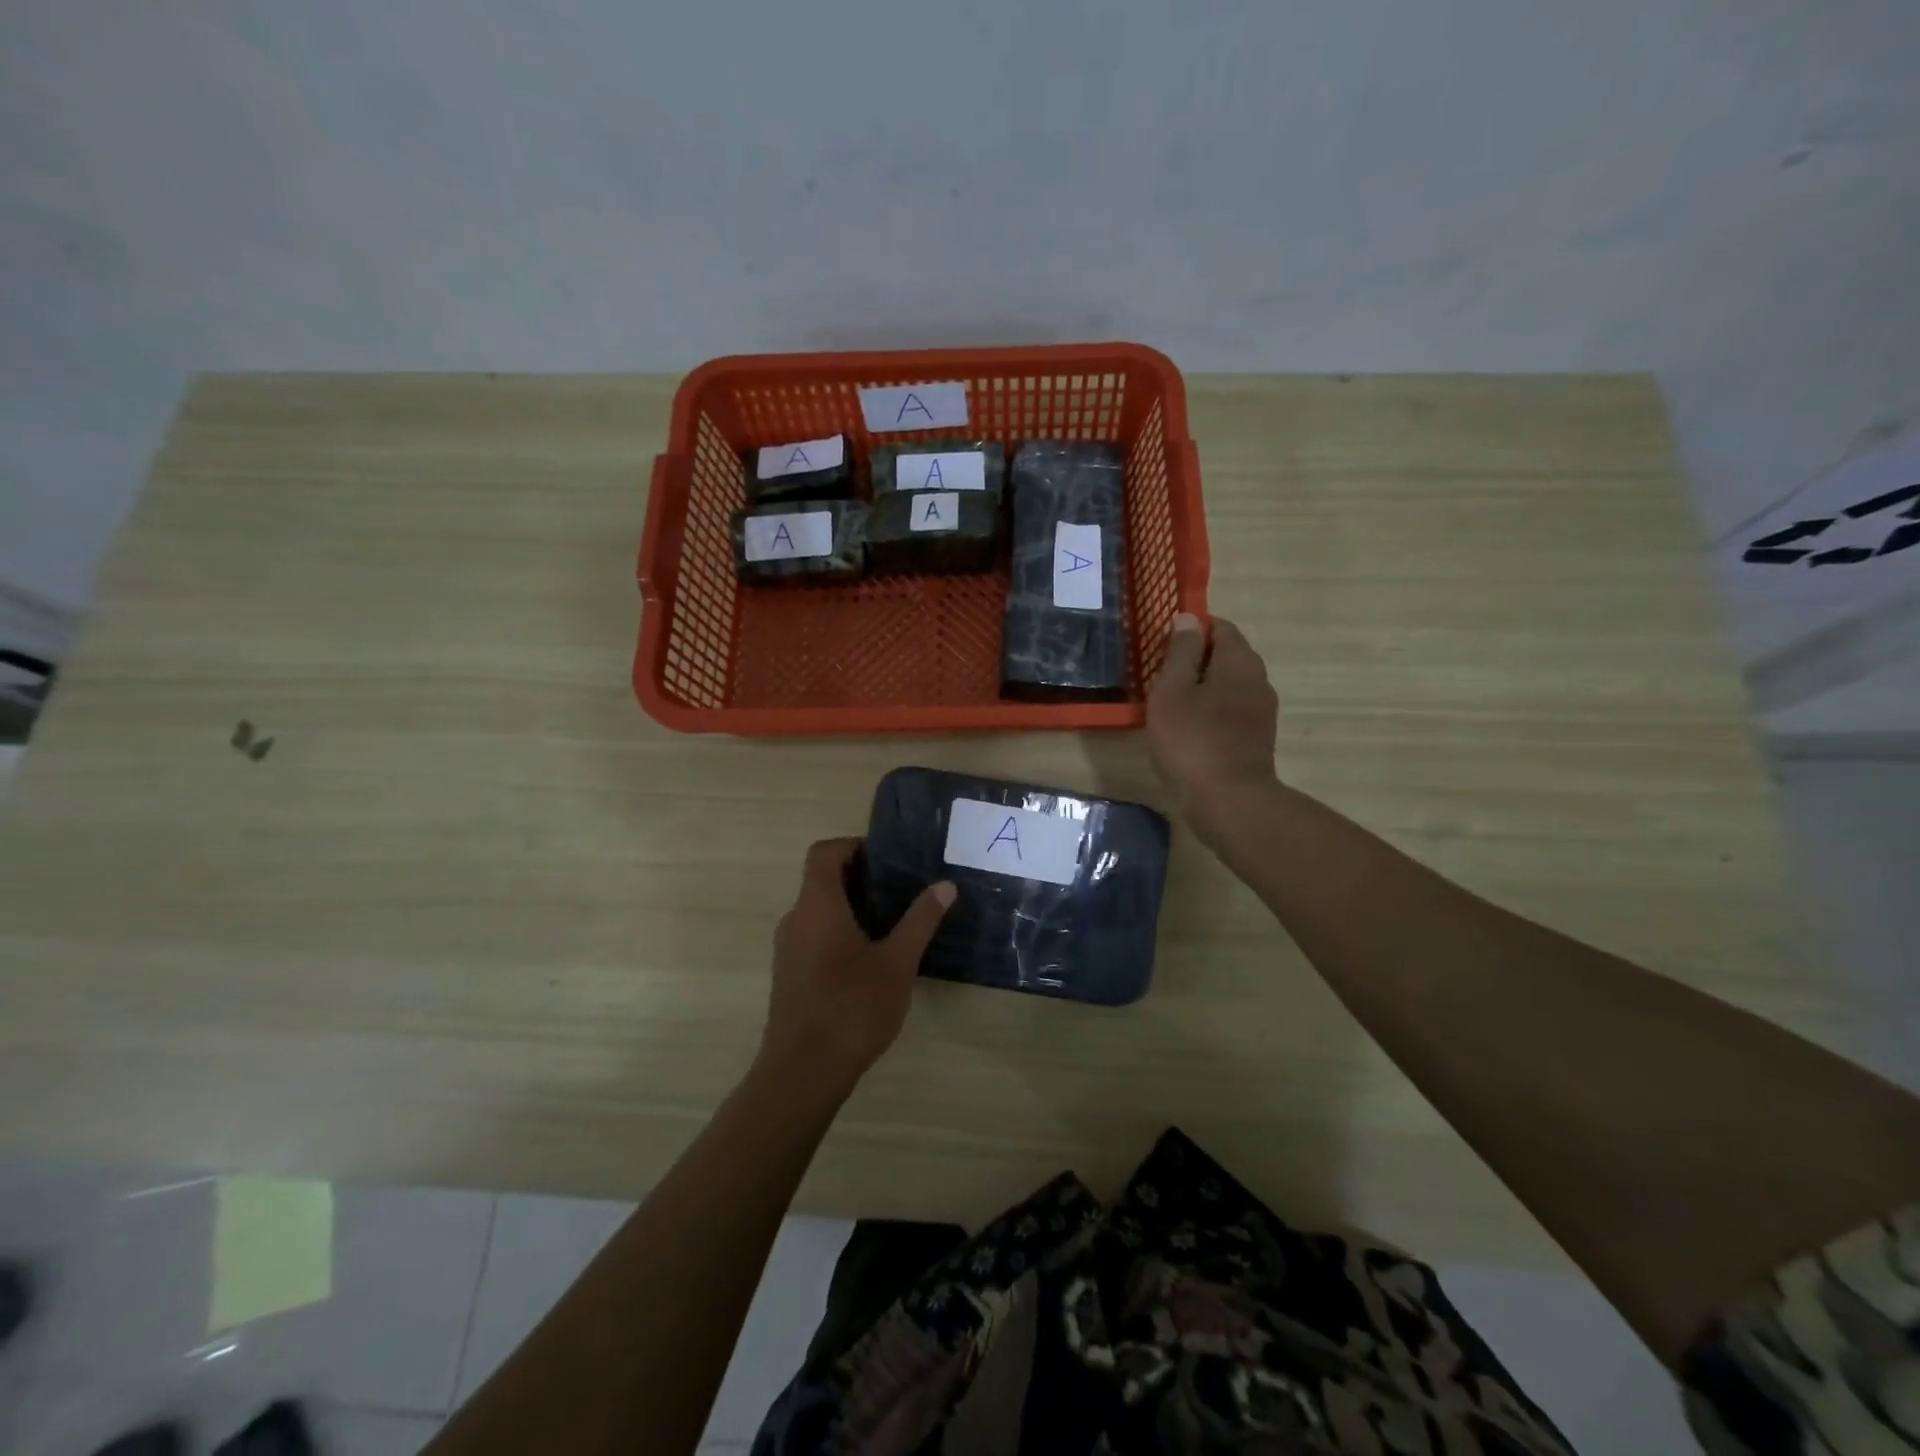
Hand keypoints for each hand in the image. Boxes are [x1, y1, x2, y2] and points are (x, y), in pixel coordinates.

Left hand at [757, 838, 955, 1101]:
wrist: (802, 1072)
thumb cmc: (852, 1008)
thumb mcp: (897, 962)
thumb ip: (920, 920)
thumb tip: (945, 886)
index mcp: (817, 905)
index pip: (823, 852)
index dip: (852, 846)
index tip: (886, 858)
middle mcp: (795, 919)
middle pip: (821, 880)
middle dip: (860, 878)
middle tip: (900, 890)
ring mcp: (788, 949)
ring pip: (818, 910)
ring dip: (851, 907)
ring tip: (892, 922)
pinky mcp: (789, 975)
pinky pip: (813, 935)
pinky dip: (839, 931)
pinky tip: (870, 959)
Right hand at [1147, 613, 1279, 838]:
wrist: (1228, 802)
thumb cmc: (1192, 740)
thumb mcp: (1173, 690)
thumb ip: (1180, 652)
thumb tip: (1188, 618)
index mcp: (1240, 662)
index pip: (1220, 627)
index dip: (1191, 629)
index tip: (1162, 645)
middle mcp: (1258, 680)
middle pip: (1227, 656)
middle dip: (1195, 659)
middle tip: (1160, 675)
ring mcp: (1261, 712)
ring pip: (1228, 685)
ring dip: (1201, 688)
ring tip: (1169, 703)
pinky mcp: (1256, 739)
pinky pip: (1230, 711)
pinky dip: (1210, 711)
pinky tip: (1187, 729)